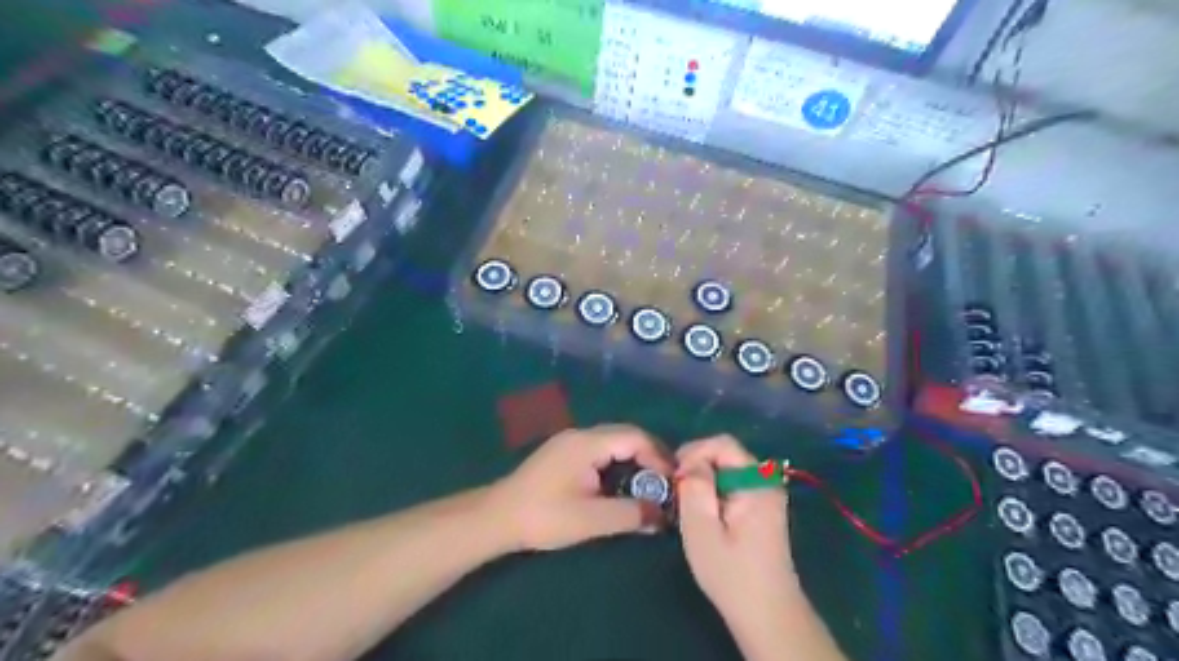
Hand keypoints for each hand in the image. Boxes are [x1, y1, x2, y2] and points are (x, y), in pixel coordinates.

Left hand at [487, 423, 672, 552]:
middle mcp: (580, 435)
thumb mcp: (592, 520)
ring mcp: (569, 442)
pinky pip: (600, 450)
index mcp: (588, 443)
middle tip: (665, 483)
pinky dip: (617, 462)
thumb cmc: (544, 517)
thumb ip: (631, 514)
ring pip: (612, 442)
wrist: (497, 517)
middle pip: (625, 435)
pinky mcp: (563, 453)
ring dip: (633, 459)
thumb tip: (662, 516)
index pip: (635, 436)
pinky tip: (620, 484)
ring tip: (648, 485)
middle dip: (649, 456)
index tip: (672, 481)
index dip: (658, 456)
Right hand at [673, 435, 801, 626]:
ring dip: (703, 479)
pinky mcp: (761, 506)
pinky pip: (732, 483)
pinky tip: (702, 512)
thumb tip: (690, 461)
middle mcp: (766, 480)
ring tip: (685, 503)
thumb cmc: (731, 573)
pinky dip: (713, 490)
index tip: (675, 478)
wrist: (766, 613)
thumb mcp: (702, 529)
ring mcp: (766, 493)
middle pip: (725, 453)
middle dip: (697, 466)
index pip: (722, 443)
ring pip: (726, 468)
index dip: (694, 452)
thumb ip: (695, 487)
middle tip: (676, 492)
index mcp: (756, 482)